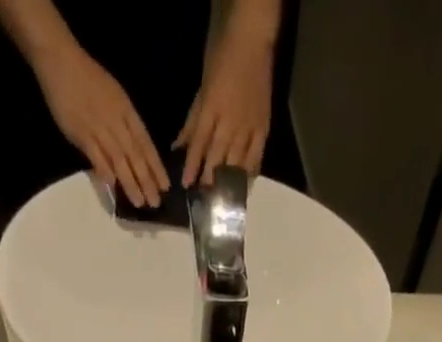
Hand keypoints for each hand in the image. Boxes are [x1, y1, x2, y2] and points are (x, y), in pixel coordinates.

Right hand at [31, 43, 169, 207]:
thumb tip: (134, 151)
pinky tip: (113, 185)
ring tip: (139, 202)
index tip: (165, 186)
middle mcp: (116, 121)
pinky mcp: (80, 133)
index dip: (156, 166)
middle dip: (147, 180)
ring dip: (130, 182)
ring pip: (118, 159)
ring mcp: (98, 127)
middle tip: (155, 203)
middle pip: (135, 155)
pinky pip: (95, 155)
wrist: (61, 60)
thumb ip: (125, 122)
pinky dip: (104, 170)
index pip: (145, 143)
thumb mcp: (115, 95)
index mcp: (126, 110)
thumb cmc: (89, 78)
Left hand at [175, 23, 274, 186]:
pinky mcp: (263, 128)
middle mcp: (230, 122)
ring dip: (229, 182)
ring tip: (222, 199)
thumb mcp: (202, 88)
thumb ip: (192, 120)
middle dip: (210, 179)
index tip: (186, 185)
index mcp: (212, 109)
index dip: (192, 165)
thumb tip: (178, 146)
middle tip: (205, 198)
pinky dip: (250, 172)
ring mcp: (248, 126)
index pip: (199, 143)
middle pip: (218, 157)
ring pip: (237, 161)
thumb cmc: (222, 59)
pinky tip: (244, 185)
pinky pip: (256, 156)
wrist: (252, 41)